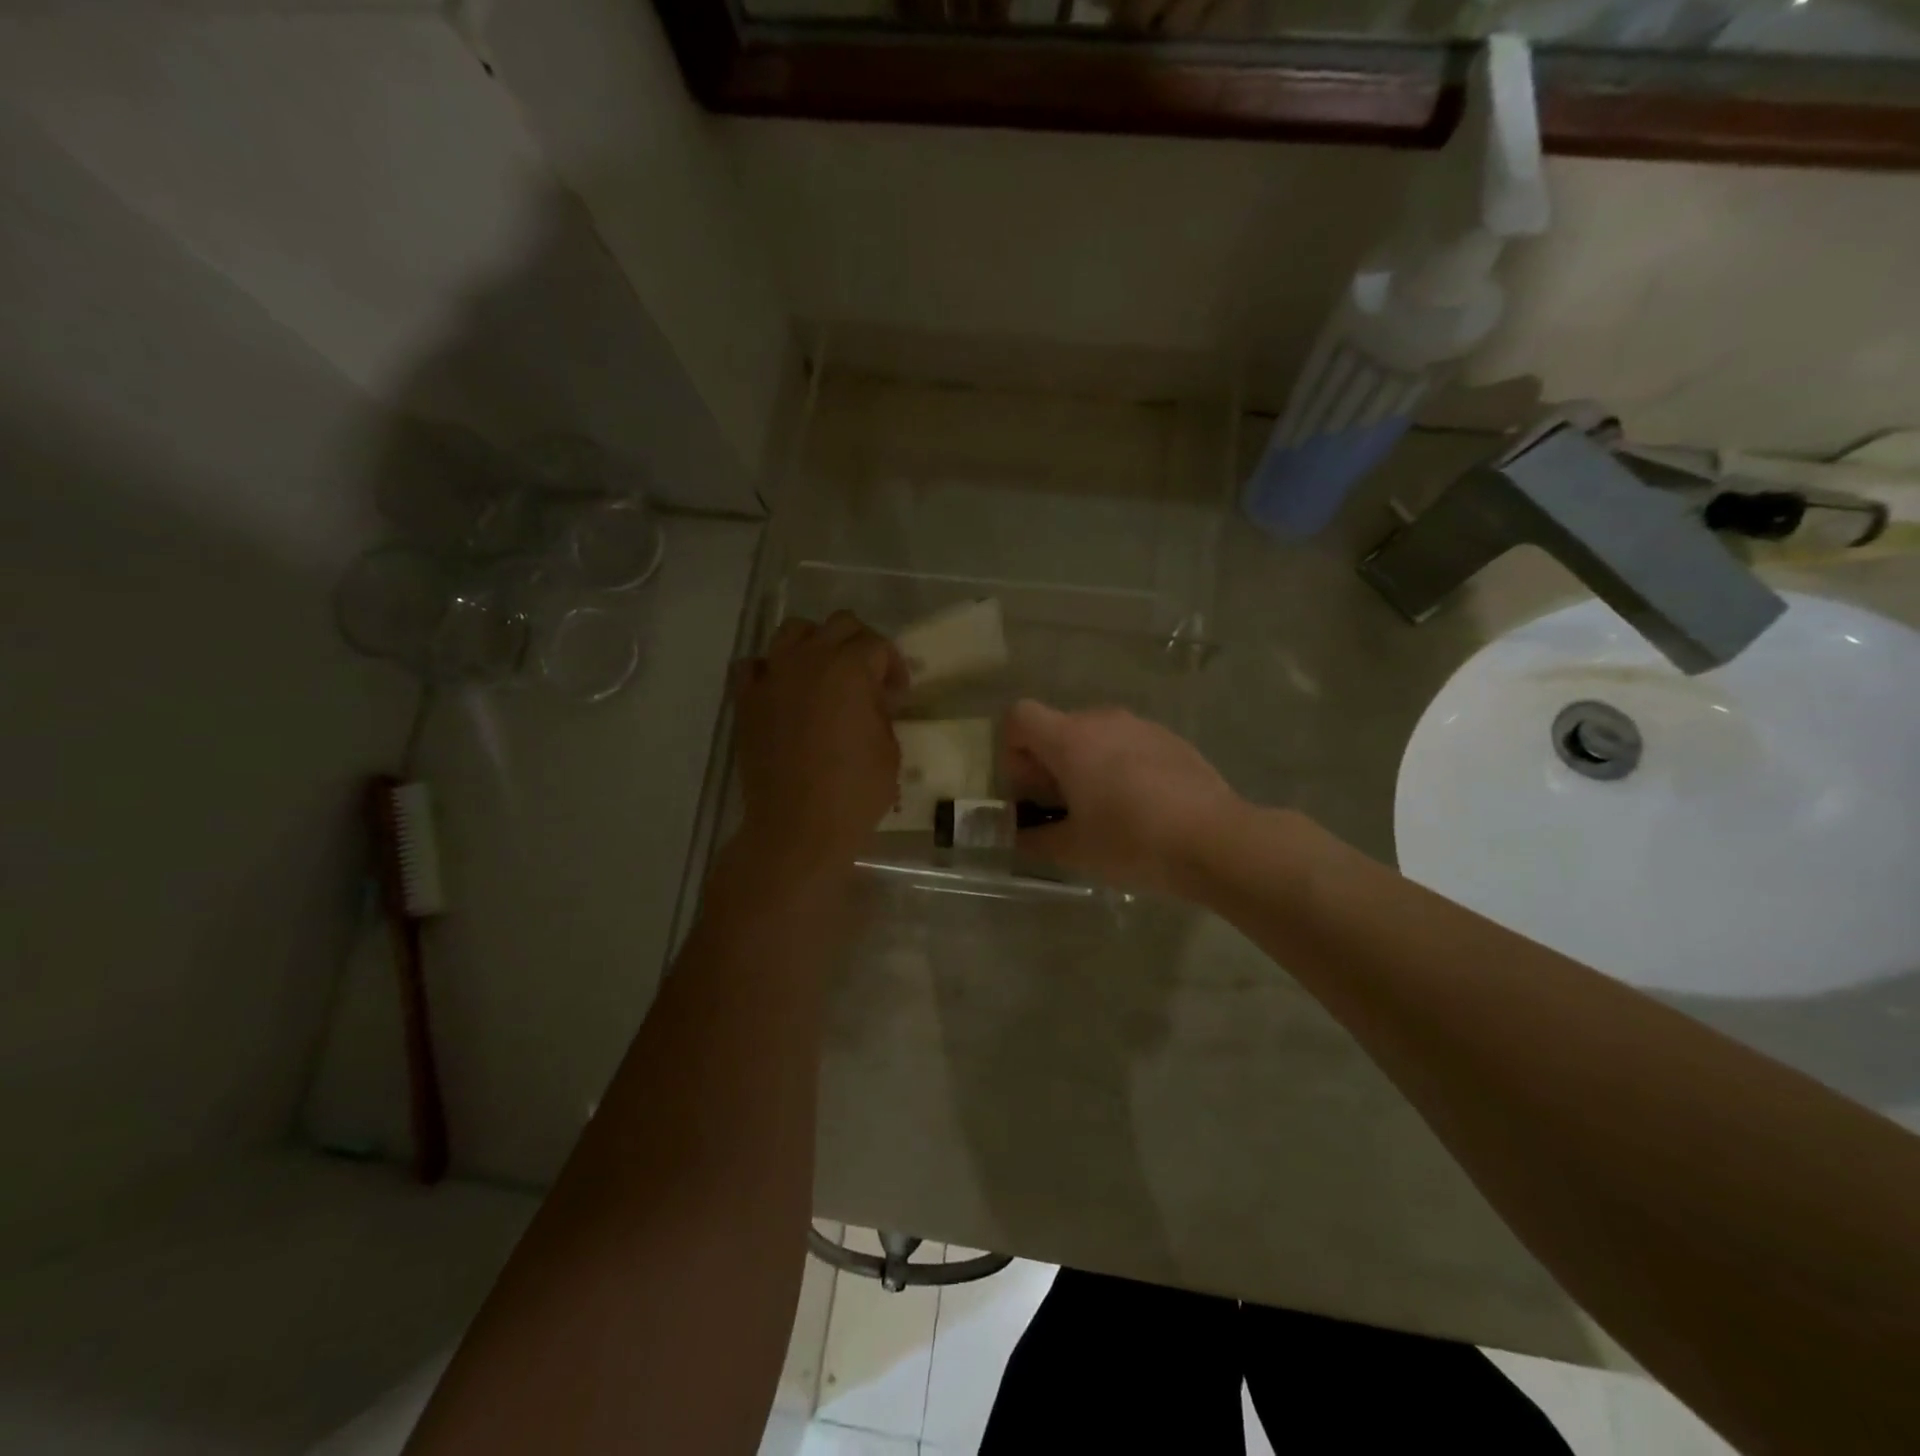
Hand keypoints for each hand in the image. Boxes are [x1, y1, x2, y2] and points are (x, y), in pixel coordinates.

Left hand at [733, 612, 905, 877]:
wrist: (797, 828)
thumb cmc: (854, 793)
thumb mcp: (889, 750)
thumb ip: (882, 712)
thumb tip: (872, 700)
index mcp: (849, 669)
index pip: (877, 645)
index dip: (894, 667)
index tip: (897, 696)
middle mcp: (808, 660)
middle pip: (839, 624)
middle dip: (860, 644)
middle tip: (869, 678)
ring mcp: (772, 677)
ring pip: (793, 631)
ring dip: (815, 644)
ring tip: (825, 674)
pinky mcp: (747, 701)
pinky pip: (752, 665)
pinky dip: (770, 669)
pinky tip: (783, 690)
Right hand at [1001, 700, 1243, 896]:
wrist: (1216, 841)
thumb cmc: (1132, 842)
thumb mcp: (1073, 850)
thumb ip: (1034, 839)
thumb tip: (1018, 836)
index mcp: (1070, 739)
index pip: (1019, 716)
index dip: (1012, 750)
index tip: (1028, 790)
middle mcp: (1103, 720)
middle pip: (1057, 727)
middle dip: (1048, 764)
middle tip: (1062, 809)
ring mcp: (1142, 726)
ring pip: (1095, 735)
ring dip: (1085, 764)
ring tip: (1103, 810)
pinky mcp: (1171, 739)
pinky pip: (1129, 744)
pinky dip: (1119, 766)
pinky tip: (1141, 806)